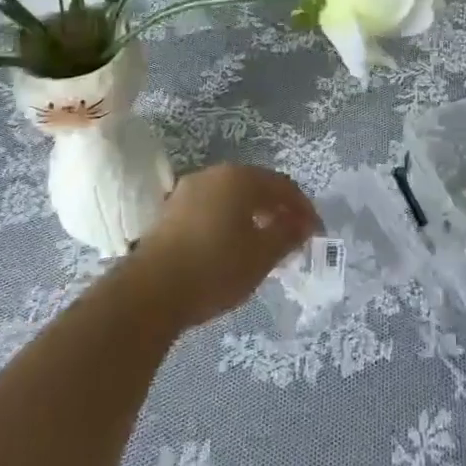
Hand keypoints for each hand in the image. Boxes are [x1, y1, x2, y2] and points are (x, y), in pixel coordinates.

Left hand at [139, 164, 320, 328]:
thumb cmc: (215, 267)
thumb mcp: (261, 256)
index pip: (283, 185)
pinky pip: (211, 208)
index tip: (315, 233)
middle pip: (256, 186)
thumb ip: (287, 235)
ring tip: (263, 245)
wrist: (150, 291)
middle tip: (292, 237)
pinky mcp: (170, 211)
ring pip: (231, 197)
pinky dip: (228, 222)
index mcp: (240, 178)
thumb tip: (302, 223)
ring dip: (252, 216)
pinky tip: (231, 248)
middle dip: (278, 210)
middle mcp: (214, 174)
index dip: (303, 208)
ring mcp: (188, 190)